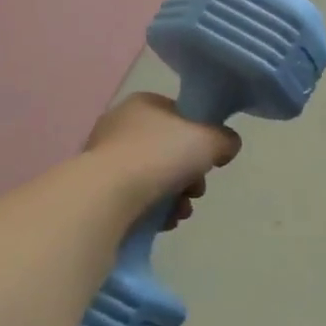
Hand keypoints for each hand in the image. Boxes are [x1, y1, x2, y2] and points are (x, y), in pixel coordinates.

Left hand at [86, 92, 241, 227]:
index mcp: (144, 104)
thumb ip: (225, 139)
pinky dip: (155, 210)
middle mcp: (121, 125)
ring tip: (181, 212)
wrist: (108, 195)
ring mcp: (106, 159)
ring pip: (156, 178)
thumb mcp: (210, 139)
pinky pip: (137, 198)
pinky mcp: (99, 190)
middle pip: (170, 150)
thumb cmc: (161, 155)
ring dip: (176, 197)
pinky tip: (164, 221)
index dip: (201, 137)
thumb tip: (227, 146)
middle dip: (190, 175)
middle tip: (196, 190)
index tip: (210, 159)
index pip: (180, 115)